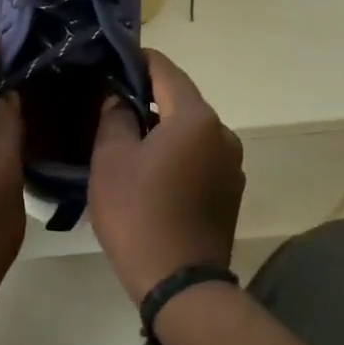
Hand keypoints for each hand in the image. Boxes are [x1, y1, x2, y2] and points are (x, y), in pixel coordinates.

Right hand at [89, 50, 245, 302]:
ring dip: (163, 127)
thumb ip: (115, 116)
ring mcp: (232, 164)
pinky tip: (152, 169)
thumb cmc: (139, 214)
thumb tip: (120, 98)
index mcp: (196, 118)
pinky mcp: (231, 190)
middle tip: (111, 101)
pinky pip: (200, 155)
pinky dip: (177, 151)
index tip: (112, 59)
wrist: (181, 285)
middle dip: (148, 96)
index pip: (165, 70)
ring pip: (190, 129)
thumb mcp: (111, 159)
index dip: (137, 59)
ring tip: (128, 137)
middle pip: (181, 99)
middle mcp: (223, 133)